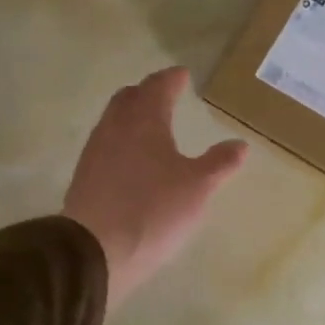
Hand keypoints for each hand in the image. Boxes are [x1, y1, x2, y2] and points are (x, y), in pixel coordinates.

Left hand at [62, 68, 247, 308]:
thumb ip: (219, 163)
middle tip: (164, 93)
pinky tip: (132, 158)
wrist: (95, 250)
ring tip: (150, 124)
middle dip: (147, 92)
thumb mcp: (197, 188)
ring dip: (132, 115)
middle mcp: (115, 128)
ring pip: (114, 121)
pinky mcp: (85, 177)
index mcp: (144, 121)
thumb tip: (240, 144)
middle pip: (129, 98)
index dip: (172, 79)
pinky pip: (106, 145)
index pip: (158, 87)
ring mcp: (95, 152)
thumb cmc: (153, 211)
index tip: (182, 74)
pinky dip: (122, 140)